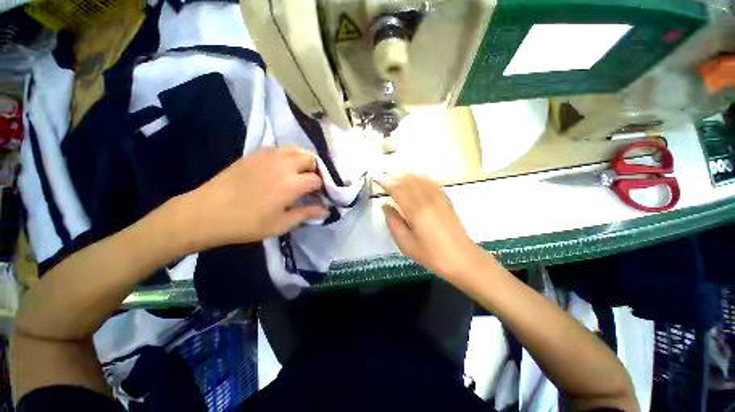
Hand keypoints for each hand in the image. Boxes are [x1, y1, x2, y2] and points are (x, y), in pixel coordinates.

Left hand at [182, 147, 327, 250]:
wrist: (206, 213)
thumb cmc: (246, 223)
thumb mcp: (280, 224)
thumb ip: (306, 214)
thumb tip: (326, 210)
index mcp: (292, 184)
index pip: (317, 179)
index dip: (322, 188)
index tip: (320, 196)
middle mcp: (284, 165)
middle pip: (310, 158)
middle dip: (316, 170)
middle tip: (311, 183)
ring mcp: (268, 156)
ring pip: (295, 149)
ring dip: (303, 160)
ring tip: (299, 173)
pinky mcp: (254, 154)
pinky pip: (278, 148)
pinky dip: (287, 155)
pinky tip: (281, 168)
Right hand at [376, 173, 489, 280]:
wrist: (462, 258)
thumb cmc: (431, 254)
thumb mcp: (406, 244)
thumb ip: (393, 222)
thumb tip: (385, 205)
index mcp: (415, 210)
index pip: (397, 189)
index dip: (385, 182)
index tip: (375, 177)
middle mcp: (427, 199)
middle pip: (408, 180)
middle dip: (394, 175)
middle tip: (383, 173)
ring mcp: (438, 198)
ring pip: (419, 178)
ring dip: (406, 174)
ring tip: (396, 173)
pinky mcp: (446, 200)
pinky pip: (431, 182)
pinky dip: (421, 177)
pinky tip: (416, 177)